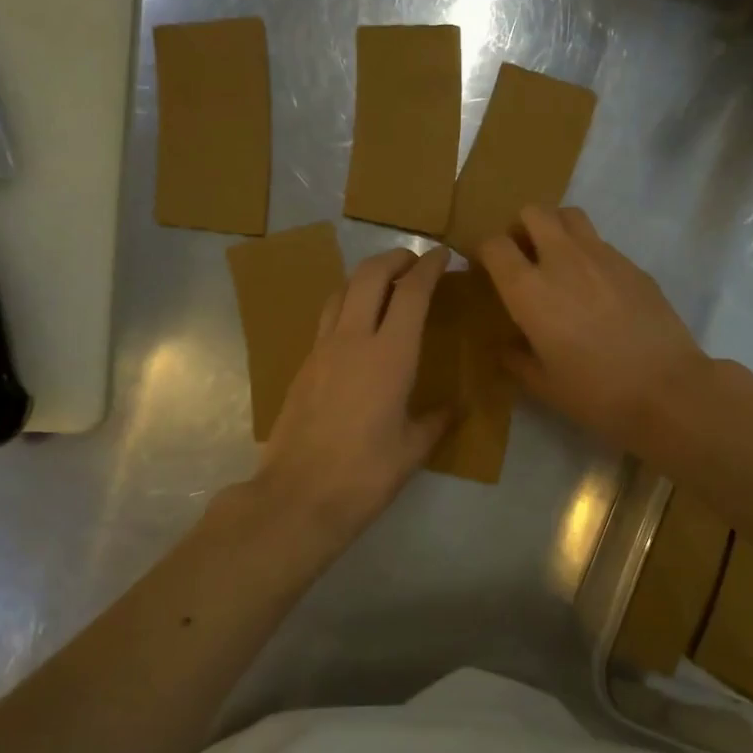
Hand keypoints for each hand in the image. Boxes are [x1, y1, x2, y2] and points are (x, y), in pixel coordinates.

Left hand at [251, 245, 451, 553]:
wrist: (298, 496)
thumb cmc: (365, 475)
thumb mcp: (413, 449)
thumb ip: (436, 421)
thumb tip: (454, 408)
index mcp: (390, 355)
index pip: (412, 293)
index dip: (429, 267)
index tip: (442, 256)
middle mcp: (353, 340)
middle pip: (370, 275)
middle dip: (394, 259)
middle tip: (414, 261)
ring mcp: (322, 350)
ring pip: (342, 291)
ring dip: (366, 277)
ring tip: (386, 284)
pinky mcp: (303, 365)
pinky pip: (328, 318)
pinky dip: (348, 304)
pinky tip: (358, 324)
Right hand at [478, 206, 707, 453]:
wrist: (666, 389)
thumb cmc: (595, 392)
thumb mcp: (544, 384)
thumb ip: (517, 359)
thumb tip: (507, 346)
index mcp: (529, 290)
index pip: (495, 245)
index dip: (485, 252)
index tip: (486, 269)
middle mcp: (562, 260)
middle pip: (533, 213)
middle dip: (521, 228)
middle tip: (524, 257)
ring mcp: (602, 256)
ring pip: (570, 215)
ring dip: (556, 229)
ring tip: (558, 261)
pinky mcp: (632, 264)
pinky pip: (600, 242)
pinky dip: (588, 252)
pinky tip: (596, 288)